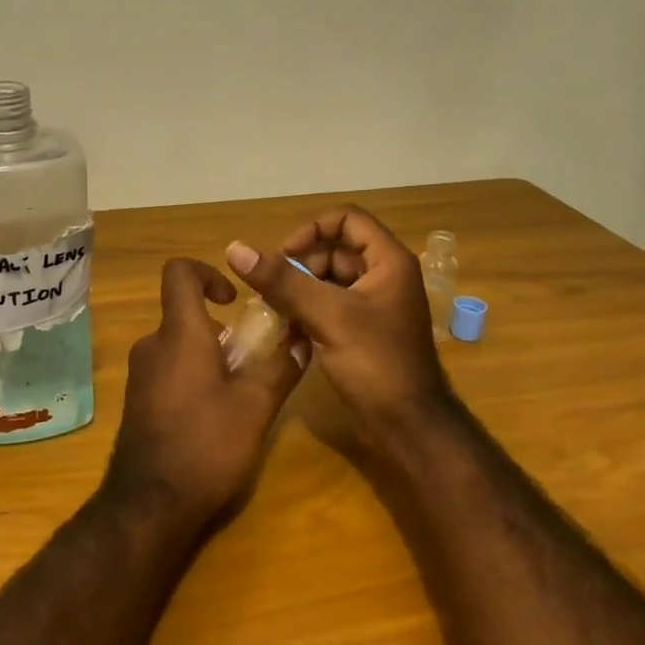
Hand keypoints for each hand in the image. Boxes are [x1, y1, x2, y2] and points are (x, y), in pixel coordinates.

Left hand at [104, 258, 308, 526]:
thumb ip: (280, 367)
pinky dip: (194, 377)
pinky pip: (169, 370)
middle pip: (186, 314)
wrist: (149, 505)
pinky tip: (215, 416)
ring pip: (180, 345)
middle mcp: (153, 345)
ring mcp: (141, 374)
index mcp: (179, 333)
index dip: (208, 272)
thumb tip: (302, 340)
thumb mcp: (255, 406)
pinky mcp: (138, 400)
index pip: (179, 273)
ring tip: (240, 393)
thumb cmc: (206, 444)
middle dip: (222, 330)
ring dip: (211, 357)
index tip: (233, 299)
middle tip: (253, 361)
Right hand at [225, 206, 453, 450]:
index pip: (346, 218)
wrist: (408, 425)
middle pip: (334, 249)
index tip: (284, 256)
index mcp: (388, 261)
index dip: (311, 229)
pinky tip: (286, 328)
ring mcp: (374, 304)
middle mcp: (384, 275)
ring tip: (274, 311)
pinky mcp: (363, 329)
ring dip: (299, 289)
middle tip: (271, 290)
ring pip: (328, 279)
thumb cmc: (376, 363)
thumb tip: (236, 249)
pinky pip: (329, 304)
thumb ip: (283, 281)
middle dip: (300, 265)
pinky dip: (307, 310)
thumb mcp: (328, 316)